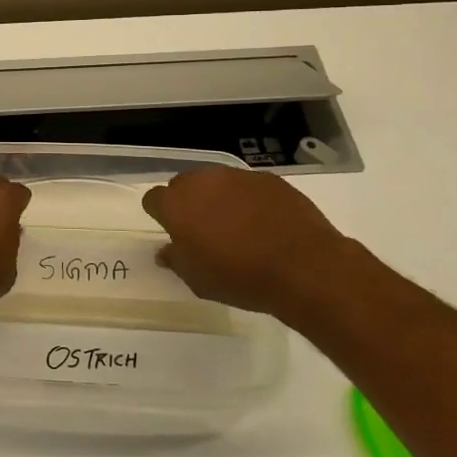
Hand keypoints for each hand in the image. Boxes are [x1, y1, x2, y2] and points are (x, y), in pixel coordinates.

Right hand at [141, 167, 374, 327]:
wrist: (302, 266)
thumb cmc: (240, 277)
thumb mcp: (198, 280)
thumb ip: (176, 260)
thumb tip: (165, 251)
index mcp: (177, 205)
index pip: (153, 199)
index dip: (160, 214)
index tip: (171, 231)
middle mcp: (202, 181)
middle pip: (183, 185)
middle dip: (188, 203)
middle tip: (202, 230)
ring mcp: (237, 176)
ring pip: (216, 182)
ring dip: (218, 198)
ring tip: (235, 226)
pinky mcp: (268, 178)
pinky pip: (247, 186)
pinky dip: (248, 199)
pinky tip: (263, 222)